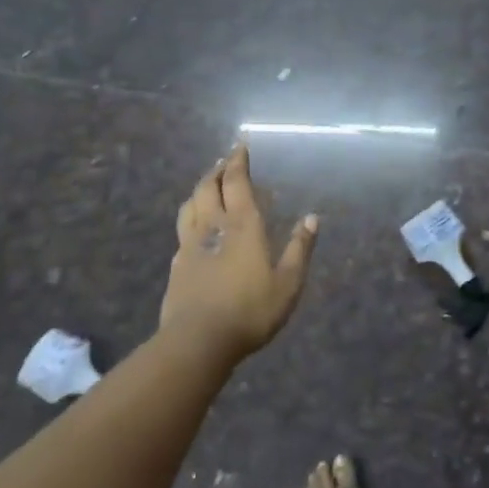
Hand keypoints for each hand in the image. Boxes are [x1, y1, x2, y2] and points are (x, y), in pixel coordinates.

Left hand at [161, 144, 318, 359]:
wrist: (198, 341)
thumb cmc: (250, 310)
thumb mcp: (288, 283)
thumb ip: (299, 248)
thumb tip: (312, 218)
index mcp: (242, 225)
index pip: (236, 182)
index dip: (238, 161)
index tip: (240, 146)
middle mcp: (213, 226)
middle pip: (208, 187)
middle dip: (217, 170)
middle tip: (225, 162)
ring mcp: (189, 245)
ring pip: (190, 205)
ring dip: (199, 190)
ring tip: (207, 186)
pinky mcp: (177, 265)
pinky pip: (182, 230)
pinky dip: (190, 218)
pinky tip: (195, 228)